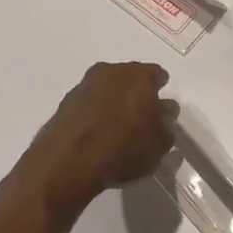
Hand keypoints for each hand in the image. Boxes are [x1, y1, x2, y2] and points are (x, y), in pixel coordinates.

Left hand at [18, 62, 177, 212]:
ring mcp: (85, 84)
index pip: (157, 75)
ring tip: (117, 126)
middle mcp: (111, 71)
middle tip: (140, 117)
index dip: (160, 92)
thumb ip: (166, 125)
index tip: (160, 109)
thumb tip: (164, 113)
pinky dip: (95, 111)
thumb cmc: (123, 150)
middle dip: (136, 94)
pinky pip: (89, 102)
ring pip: (107, 88)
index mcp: (139, 76)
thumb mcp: (158, 145)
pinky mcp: (66, 100)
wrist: (68, 161)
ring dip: (113, 101)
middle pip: (130, 78)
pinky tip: (97, 132)